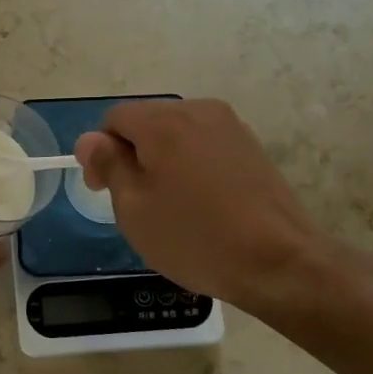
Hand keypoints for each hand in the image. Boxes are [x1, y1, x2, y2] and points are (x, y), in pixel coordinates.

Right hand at [75, 98, 349, 321]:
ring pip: (176, 134)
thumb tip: (91, 139)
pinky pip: (204, 146)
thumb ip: (109, 164)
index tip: (103, 190)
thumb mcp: (134, 208)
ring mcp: (230, 126)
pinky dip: (191, 166)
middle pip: (146, 122)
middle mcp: (197, 111)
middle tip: (133, 203)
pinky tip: (200, 203)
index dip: (100, 152)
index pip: (114, 119)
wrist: (281, 262)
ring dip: (162, 160)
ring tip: (169, 206)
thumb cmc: (195, 237)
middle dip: (132, 154)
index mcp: (163, 121)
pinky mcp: (251, 146)